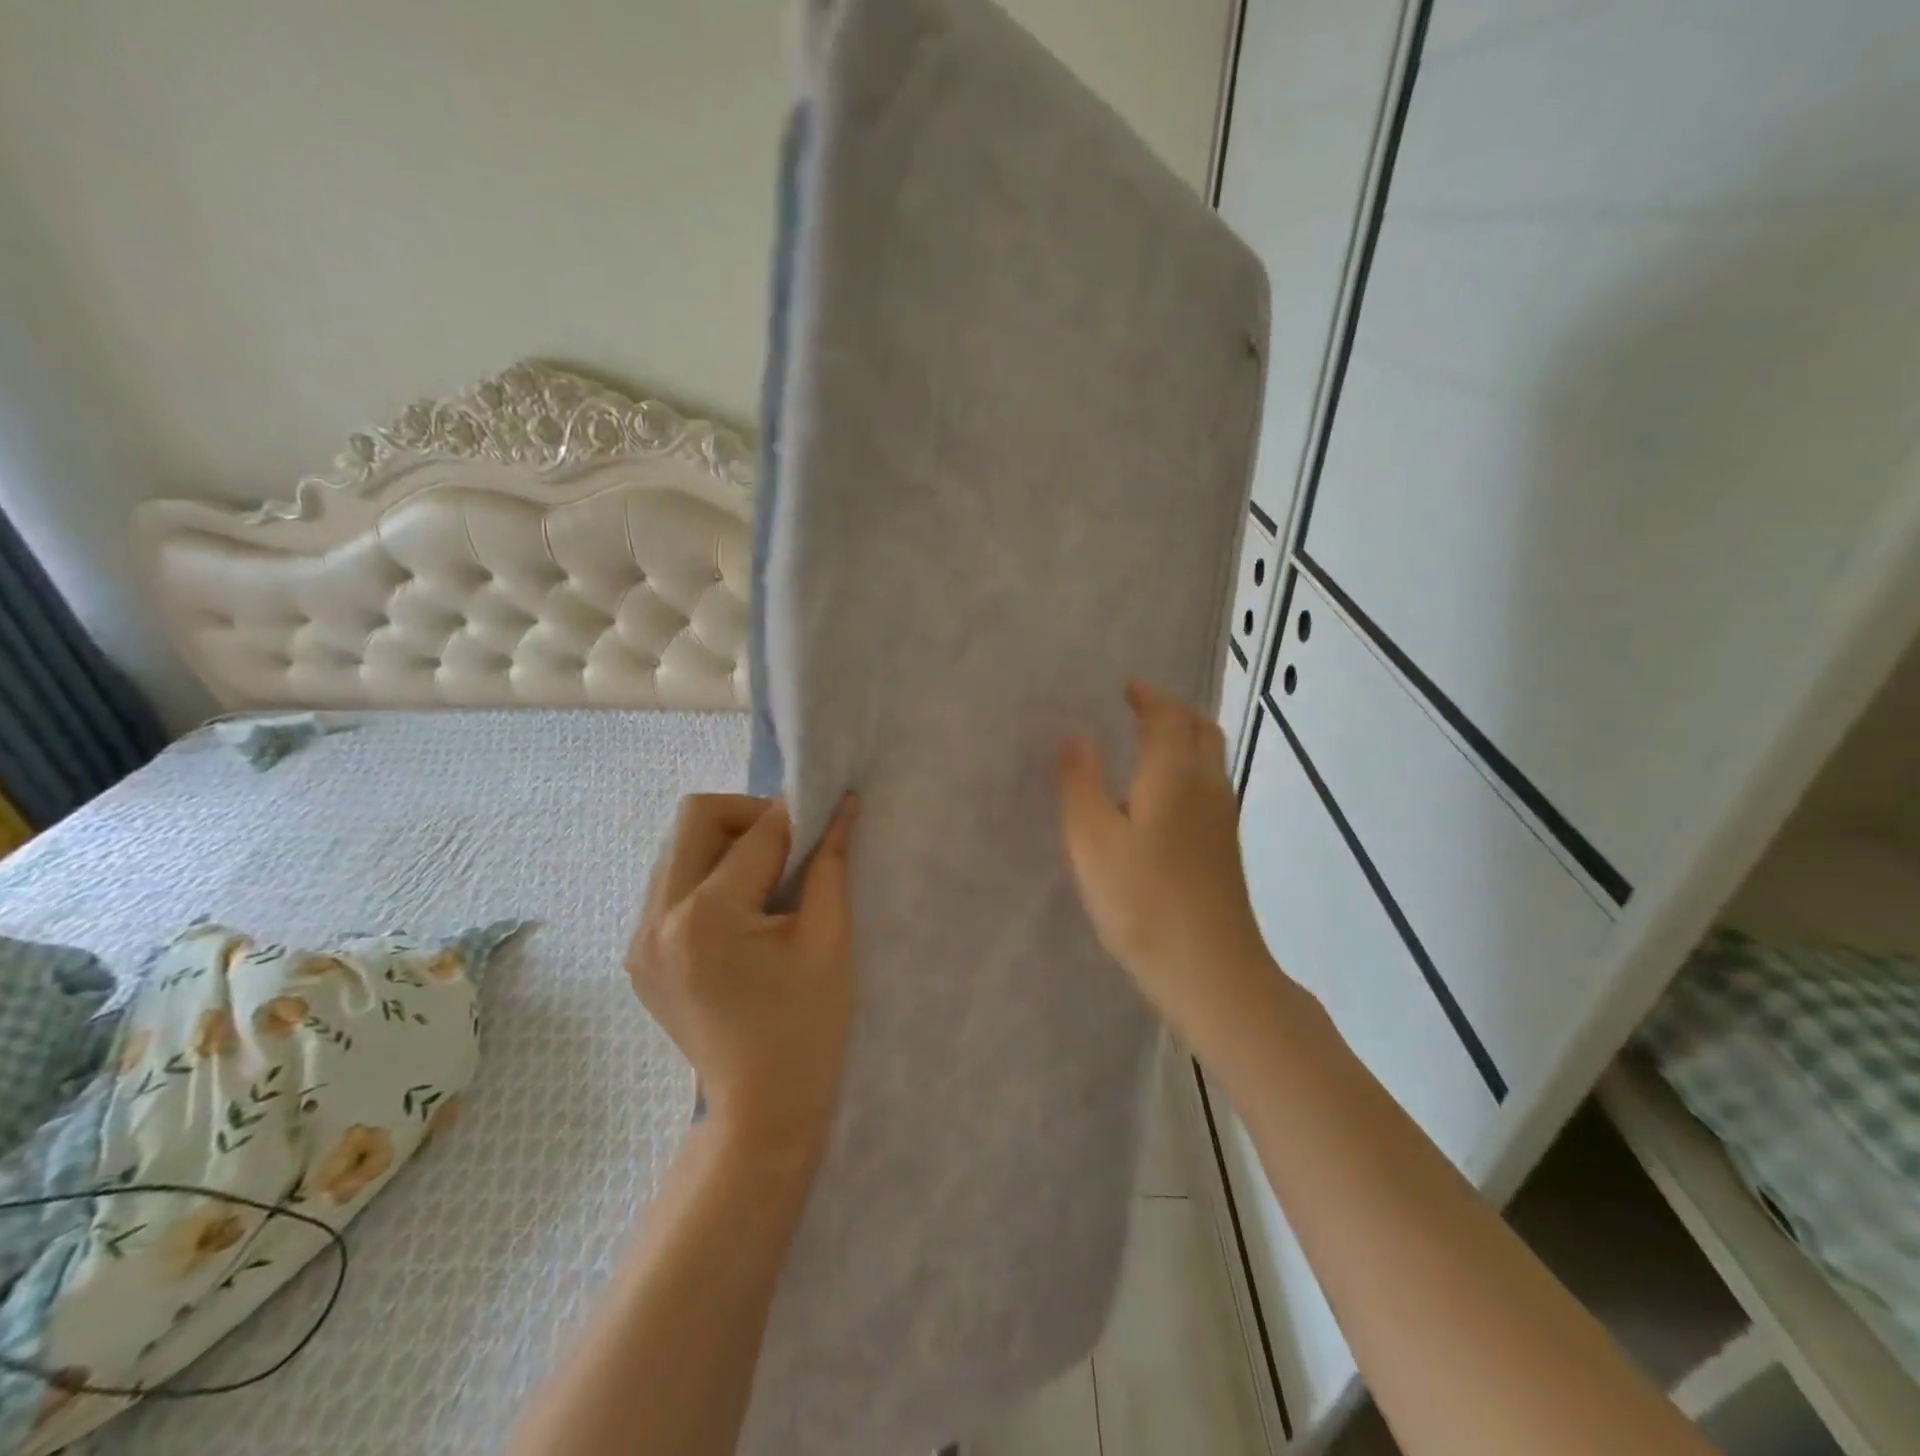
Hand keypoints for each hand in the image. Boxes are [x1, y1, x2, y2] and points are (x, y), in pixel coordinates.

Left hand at [627, 793, 857, 1159]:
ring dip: (726, 843)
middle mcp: (656, 919)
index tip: (827, 809)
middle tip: (791, 846)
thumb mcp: (829, 939)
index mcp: (706, 918)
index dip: (798, 815)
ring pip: (677, 847)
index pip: (756, 834)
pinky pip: (670, 884)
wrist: (762, 1108)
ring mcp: (639, 939)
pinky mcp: (639, 955)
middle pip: (695, 818)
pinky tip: (741, 909)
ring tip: (768, 877)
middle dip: (750, 816)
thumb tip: (840, 805)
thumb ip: (830, 863)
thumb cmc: (808, 1027)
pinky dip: (707, 875)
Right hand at [1058, 680, 1275, 1051]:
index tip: (1126, 687)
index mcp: (1175, 774)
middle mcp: (1208, 785)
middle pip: (1200, 728)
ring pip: (1210, 756)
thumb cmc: (1142, 900)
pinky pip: (1208, 783)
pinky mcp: (1225, 846)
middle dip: (1172, 709)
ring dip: (1183, 736)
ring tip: (1147, 742)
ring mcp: (1223, 817)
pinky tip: (1160, 794)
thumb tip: (1077, 735)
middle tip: (1139, 707)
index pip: (1167, 716)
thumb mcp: (1091, 840)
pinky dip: (1187, 766)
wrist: (1210, 969)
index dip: (1147, 696)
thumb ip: (1080, 783)